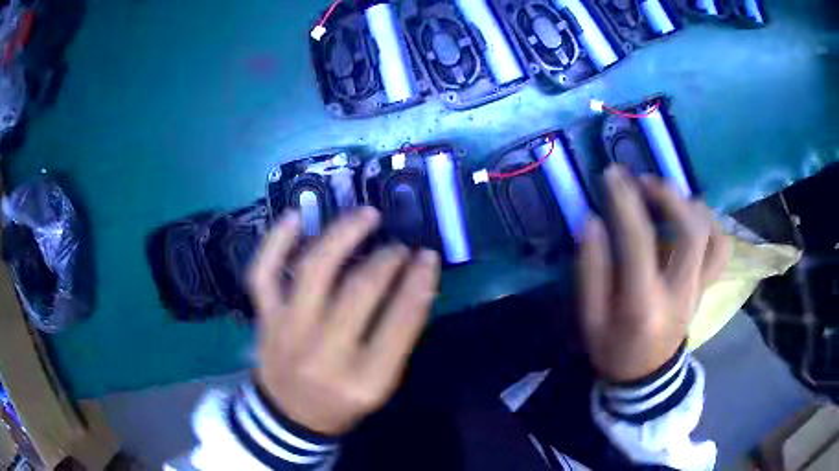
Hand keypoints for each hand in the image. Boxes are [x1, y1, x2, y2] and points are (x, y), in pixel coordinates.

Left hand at [248, 208, 440, 434]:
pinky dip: (274, 242)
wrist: (288, 416)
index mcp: (363, 380)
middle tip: (398, 246)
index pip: (400, 323)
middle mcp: (323, 353)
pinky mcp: (264, 318)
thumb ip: (397, 338)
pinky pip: (263, 273)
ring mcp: (287, 331)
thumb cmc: (341, 401)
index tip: (428, 255)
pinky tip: (294, 216)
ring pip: (312, 271)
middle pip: (358, 291)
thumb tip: (414, 281)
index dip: (419, 282)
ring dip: (342, 235)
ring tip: (365, 215)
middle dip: (386, 260)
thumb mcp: (380, 383)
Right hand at [578, 166, 728, 382]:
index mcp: (644, 304)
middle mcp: (680, 293)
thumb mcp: (590, 318)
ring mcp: (698, 290)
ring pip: (713, 237)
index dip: (625, 202)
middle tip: (645, 180)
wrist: (645, 376)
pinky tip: (692, 215)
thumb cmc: (613, 348)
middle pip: (691, 232)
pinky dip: (711, 224)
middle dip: (668, 196)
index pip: (639, 242)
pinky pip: (721, 250)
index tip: (612, 175)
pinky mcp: (705, 287)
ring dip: (692, 206)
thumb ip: (591, 270)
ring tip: (670, 195)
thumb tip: (593, 221)